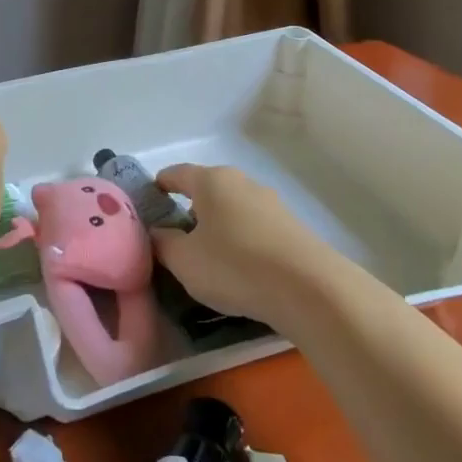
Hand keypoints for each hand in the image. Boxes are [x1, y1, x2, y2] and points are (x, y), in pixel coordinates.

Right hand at [151, 164, 336, 326]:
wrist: (310, 288)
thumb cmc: (234, 266)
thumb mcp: (185, 261)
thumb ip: (164, 244)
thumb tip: (158, 233)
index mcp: (211, 181)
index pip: (177, 173)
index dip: (161, 184)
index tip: (151, 199)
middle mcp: (242, 182)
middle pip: (208, 189)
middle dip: (191, 208)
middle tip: (178, 236)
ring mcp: (271, 203)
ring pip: (234, 208)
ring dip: (220, 225)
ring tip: (211, 255)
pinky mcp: (292, 227)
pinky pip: (255, 227)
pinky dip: (242, 239)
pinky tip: (241, 266)